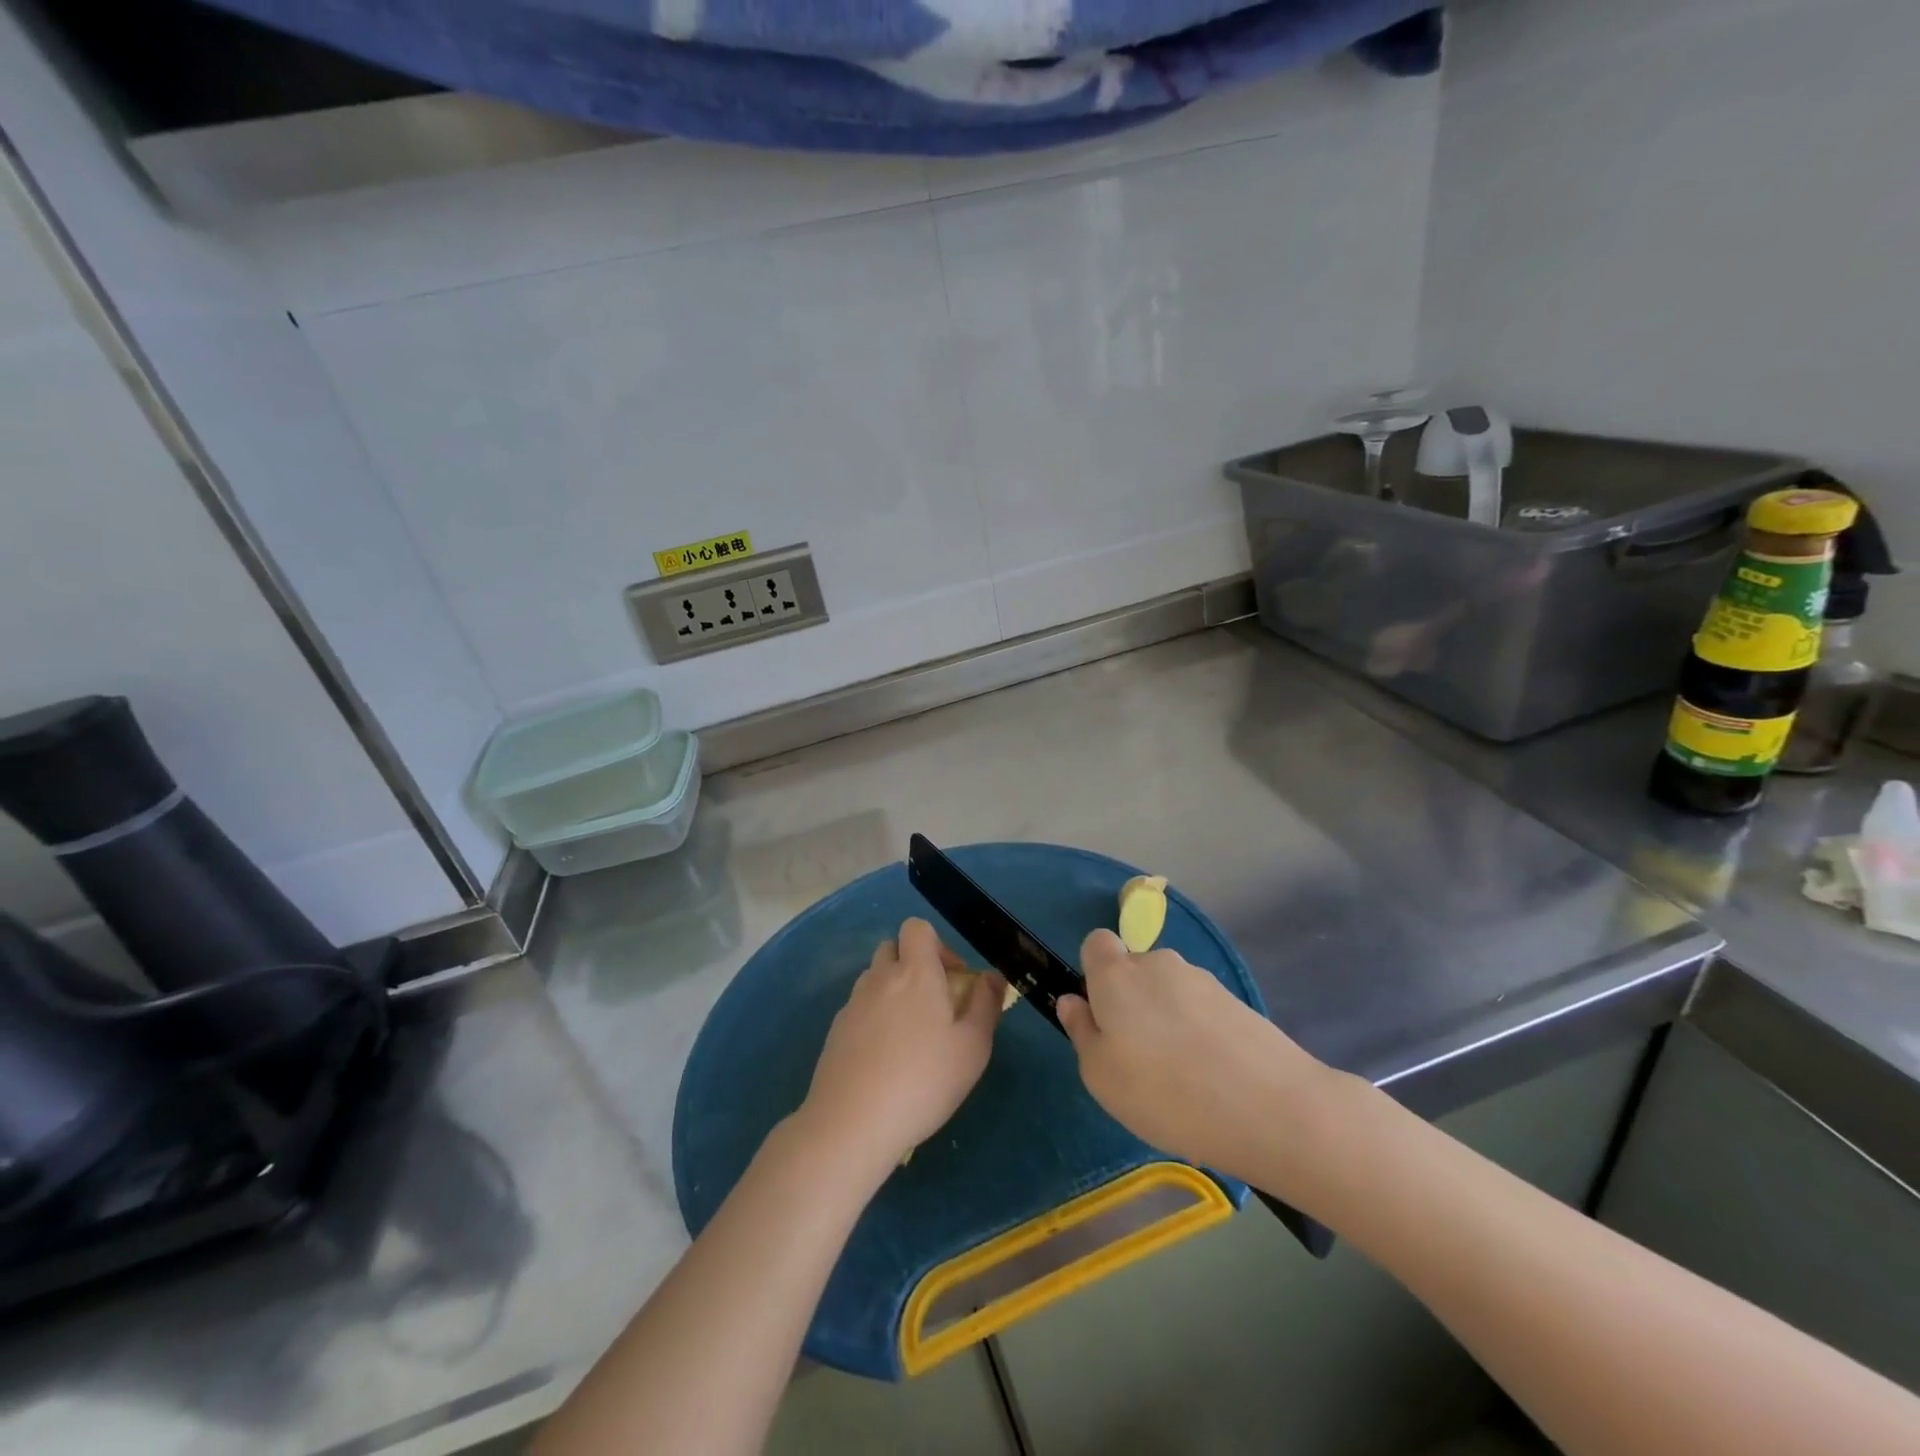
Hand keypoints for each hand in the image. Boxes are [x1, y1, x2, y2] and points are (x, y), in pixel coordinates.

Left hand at [797, 918, 1005, 1177]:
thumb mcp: (973, 1048)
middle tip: (935, 1005)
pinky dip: (875, 1019)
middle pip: (893, 949)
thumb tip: (992, 976)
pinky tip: (886, 1060)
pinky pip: (860, 1008)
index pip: (916, 928)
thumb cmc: (923, 1082)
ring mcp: (853, 1004)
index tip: (952, 979)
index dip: (937, 944)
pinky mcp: (835, 1031)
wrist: (851, 1123)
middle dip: (914, 966)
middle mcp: (880, 978)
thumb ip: (986, 1005)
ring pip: (875, 979)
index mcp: (915, 973)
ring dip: (894, 992)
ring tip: (911, 1036)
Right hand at [1056, 930, 1330, 1184]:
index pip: (1096, 943)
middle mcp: (1158, 963)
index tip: (1100, 1015)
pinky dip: (1198, 1033)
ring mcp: (1202, 980)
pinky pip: (1200, 1010)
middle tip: (1137, 1057)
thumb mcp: (1102, 1077)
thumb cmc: (1167, 1092)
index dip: (1093, 973)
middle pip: (1134, 969)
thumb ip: (1082, 1032)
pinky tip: (1211, 1078)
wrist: (1273, 1108)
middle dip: (1131, 1001)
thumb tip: (1073, 1001)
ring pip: (1168, 991)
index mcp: (1117, 974)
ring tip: (1180, 1076)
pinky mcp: (1237, 1002)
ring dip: (1166, 1019)